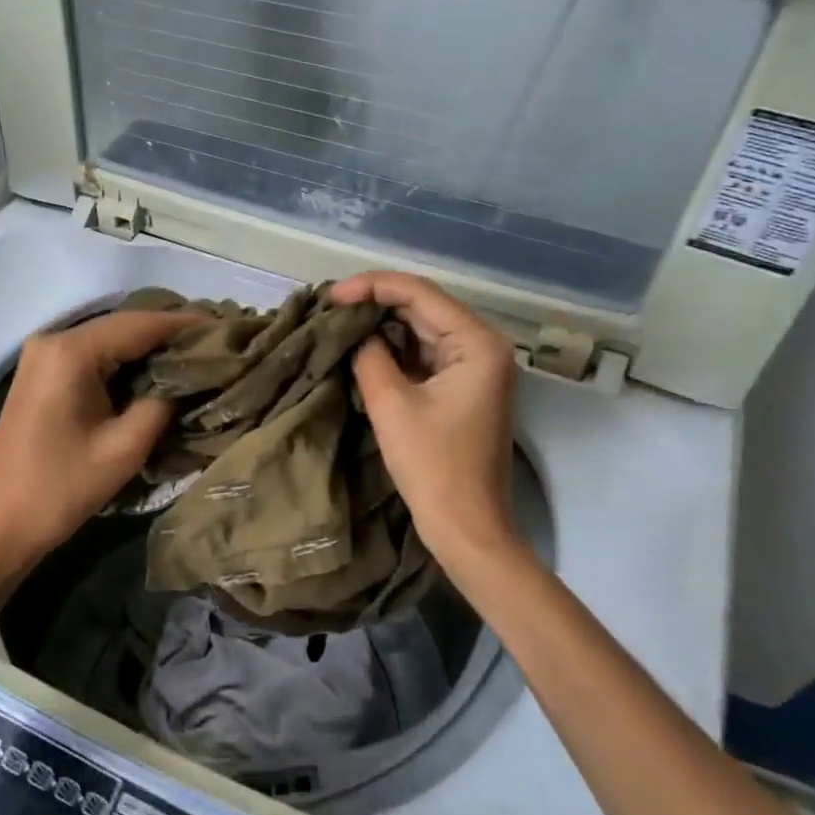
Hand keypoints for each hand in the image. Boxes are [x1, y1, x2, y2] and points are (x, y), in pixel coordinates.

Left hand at [0, 309, 201, 574]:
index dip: (184, 324)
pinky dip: (125, 359)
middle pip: (123, 325)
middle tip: (214, 341)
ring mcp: (42, 355)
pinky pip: (92, 355)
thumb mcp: (124, 448)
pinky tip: (155, 368)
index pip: (140, 324)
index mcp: (71, 352)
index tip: (224, 327)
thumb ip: (161, 403)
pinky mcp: (41, 373)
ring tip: (194, 352)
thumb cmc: (60, 489)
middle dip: (168, 332)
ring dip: (148, 345)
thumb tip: (185, 378)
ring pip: (108, 338)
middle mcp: (53, 340)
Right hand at [330, 272, 523, 573]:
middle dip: (376, 304)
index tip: (331, 296)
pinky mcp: (464, 388)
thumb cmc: (433, 467)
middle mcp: (484, 346)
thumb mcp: (391, 405)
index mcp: (477, 343)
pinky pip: (426, 355)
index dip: (371, 286)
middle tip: (330, 308)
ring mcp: (476, 368)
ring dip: (383, 326)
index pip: (419, 293)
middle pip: (424, 307)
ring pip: (423, 330)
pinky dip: (395, 350)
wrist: (467, 528)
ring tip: (340, 323)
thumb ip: (370, 356)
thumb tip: (356, 333)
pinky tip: (363, 348)